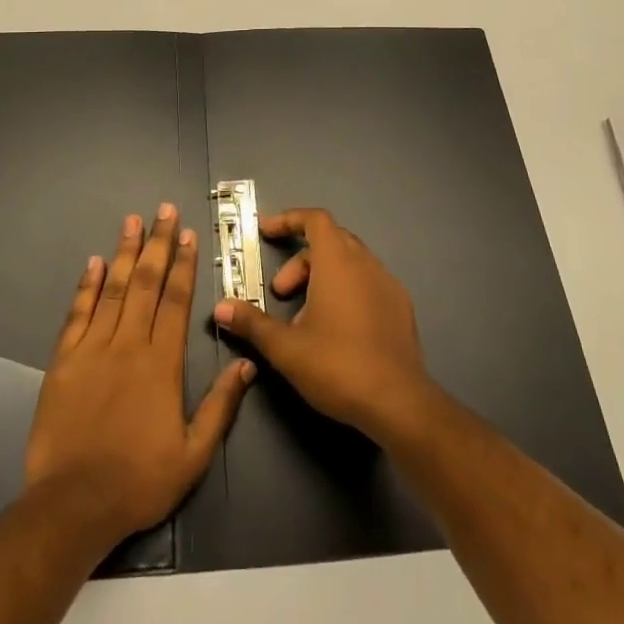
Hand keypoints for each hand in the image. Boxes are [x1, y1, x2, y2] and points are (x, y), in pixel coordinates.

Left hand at [25, 204, 253, 550]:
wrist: (74, 504)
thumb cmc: (140, 480)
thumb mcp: (193, 454)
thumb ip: (221, 406)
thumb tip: (246, 365)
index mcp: (162, 363)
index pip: (175, 301)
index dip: (183, 264)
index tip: (186, 234)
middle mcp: (129, 344)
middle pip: (145, 283)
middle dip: (156, 243)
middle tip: (162, 210)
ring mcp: (92, 349)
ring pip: (112, 289)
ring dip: (123, 252)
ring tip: (131, 220)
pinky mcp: (63, 361)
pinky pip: (77, 313)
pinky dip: (86, 286)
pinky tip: (93, 262)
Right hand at [212, 207, 437, 443]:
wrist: (399, 403)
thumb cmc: (337, 365)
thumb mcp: (285, 347)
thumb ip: (251, 323)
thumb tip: (221, 307)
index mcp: (338, 261)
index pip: (315, 219)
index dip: (288, 220)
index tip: (266, 232)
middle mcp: (365, 263)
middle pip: (330, 241)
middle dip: (300, 261)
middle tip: (280, 292)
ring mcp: (388, 284)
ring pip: (350, 263)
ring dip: (322, 278)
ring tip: (305, 318)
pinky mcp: (401, 308)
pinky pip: (368, 283)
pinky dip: (346, 291)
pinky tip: (336, 329)